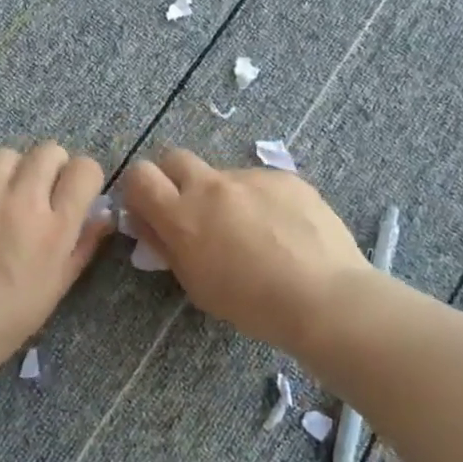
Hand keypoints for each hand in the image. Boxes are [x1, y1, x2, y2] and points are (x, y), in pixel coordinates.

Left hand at [0, 143, 112, 376]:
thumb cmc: (1, 322)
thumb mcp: (54, 290)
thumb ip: (82, 246)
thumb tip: (103, 215)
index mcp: (53, 229)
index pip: (84, 170)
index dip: (82, 177)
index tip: (73, 191)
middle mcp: (19, 201)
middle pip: (47, 151)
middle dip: (50, 166)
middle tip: (38, 191)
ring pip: (6, 154)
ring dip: (10, 172)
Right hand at [121, 147, 367, 354]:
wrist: (323, 296)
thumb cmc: (251, 304)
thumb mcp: (196, 285)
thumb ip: (169, 247)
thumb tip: (151, 224)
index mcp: (182, 214)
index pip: (140, 175)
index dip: (140, 189)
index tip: (150, 209)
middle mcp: (211, 185)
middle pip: (175, 157)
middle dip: (175, 179)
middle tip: (193, 213)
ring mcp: (251, 177)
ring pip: (223, 175)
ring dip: (224, 195)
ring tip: (253, 232)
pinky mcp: (285, 177)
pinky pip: (260, 183)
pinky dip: (261, 200)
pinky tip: (283, 230)